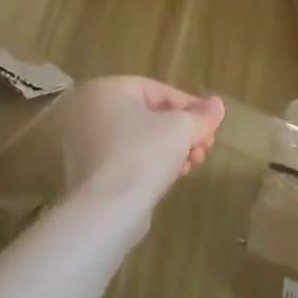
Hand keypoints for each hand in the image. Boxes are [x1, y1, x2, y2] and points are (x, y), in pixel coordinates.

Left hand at [55, 76, 224, 220]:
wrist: (106, 209)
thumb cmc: (143, 154)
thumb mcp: (181, 129)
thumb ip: (202, 115)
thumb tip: (217, 105)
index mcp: (106, 88)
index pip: (157, 90)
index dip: (191, 107)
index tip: (212, 125)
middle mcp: (87, 109)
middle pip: (147, 115)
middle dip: (182, 132)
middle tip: (204, 148)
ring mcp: (80, 141)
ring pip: (137, 138)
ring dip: (170, 149)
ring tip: (191, 165)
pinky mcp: (83, 169)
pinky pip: (124, 156)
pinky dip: (148, 162)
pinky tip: (171, 176)